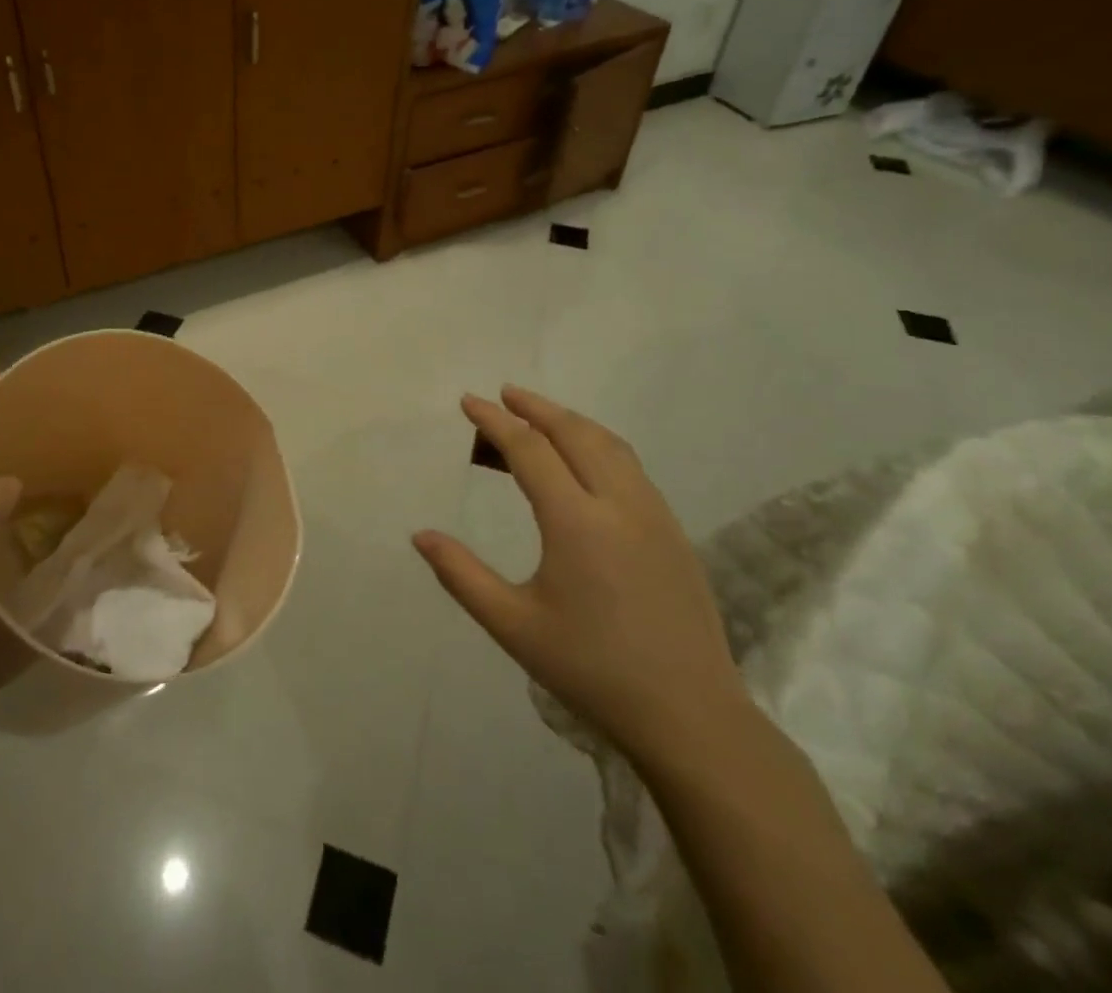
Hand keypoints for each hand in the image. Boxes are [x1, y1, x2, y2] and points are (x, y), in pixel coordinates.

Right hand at [414, 387, 745, 765]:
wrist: (691, 717)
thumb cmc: (592, 670)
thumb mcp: (514, 626)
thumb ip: (462, 575)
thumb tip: (420, 535)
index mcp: (576, 522)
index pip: (529, 450)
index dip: (495, 421)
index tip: (469, 402)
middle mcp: (619, 504)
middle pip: (574, 433)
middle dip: (535, 407)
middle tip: (503, 394)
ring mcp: (654, 515)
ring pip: (609, 445)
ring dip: (570, 422)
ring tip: (538, 418)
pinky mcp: (674, 532)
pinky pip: (630, 467)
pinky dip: (598, 445)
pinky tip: (584, 463)